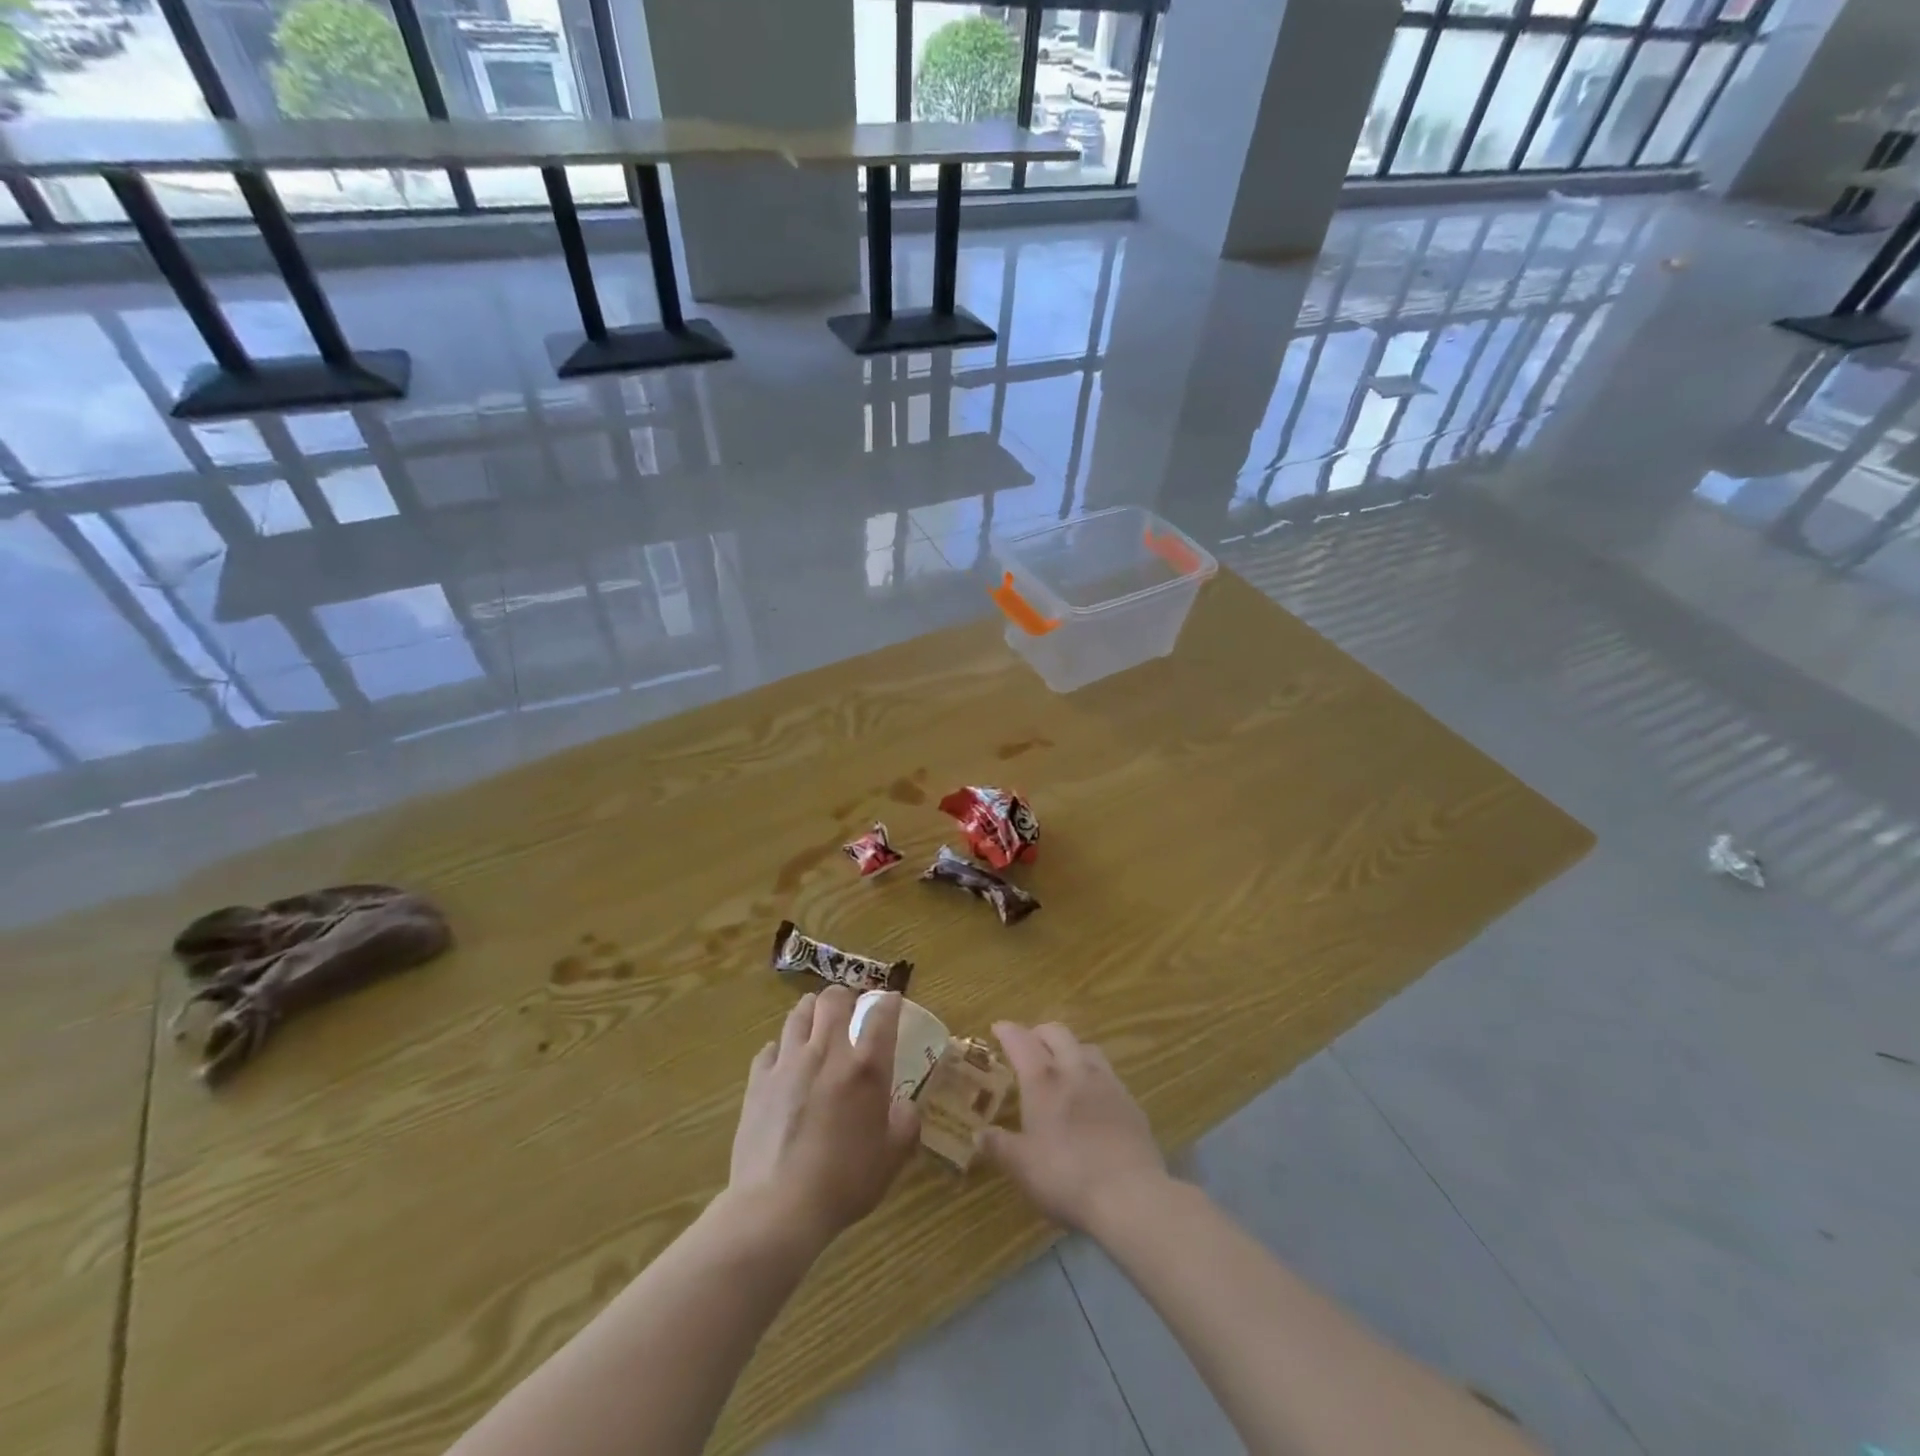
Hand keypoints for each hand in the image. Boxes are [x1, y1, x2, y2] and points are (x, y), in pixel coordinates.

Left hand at [727, 987, 919, 1248]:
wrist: (778, 1207)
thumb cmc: (844, 1182)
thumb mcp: (892, 1157)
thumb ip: (906, 1123)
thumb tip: (905, 1105)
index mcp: (865, 1067)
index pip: (881, 1015)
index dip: (888, 1001)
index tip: (891, 1000)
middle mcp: (827, 1052)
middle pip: (833, 999)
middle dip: (844, 995)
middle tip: (850, 1007)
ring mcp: (788, 1063)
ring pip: (799, 1014)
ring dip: (811, 1010)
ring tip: (816, 1019)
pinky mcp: (758, 1081)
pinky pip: (770, 1049)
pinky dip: (781, 1048)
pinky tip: (784, 1060)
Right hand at [978, 1021, 1167, 1235]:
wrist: (1130, 1194)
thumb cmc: (1066, 1176)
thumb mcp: (1022, 1167)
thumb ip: (999, 1146)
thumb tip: (979, 1134)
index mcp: (1043, 1080)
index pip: (1021, 1041)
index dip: (1007, 1031)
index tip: (998, 1028)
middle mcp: (1075, 1070)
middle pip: (1057, 1033)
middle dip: (1039, 1032)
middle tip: (1028, 1043)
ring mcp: (1107, 1083)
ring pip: (1086, 1047)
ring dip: (1070, 1048)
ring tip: (1062, 1064)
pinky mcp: (1130, 1102)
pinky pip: (1108, 1074)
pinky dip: (1094, 1075)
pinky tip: (1093, 1096)